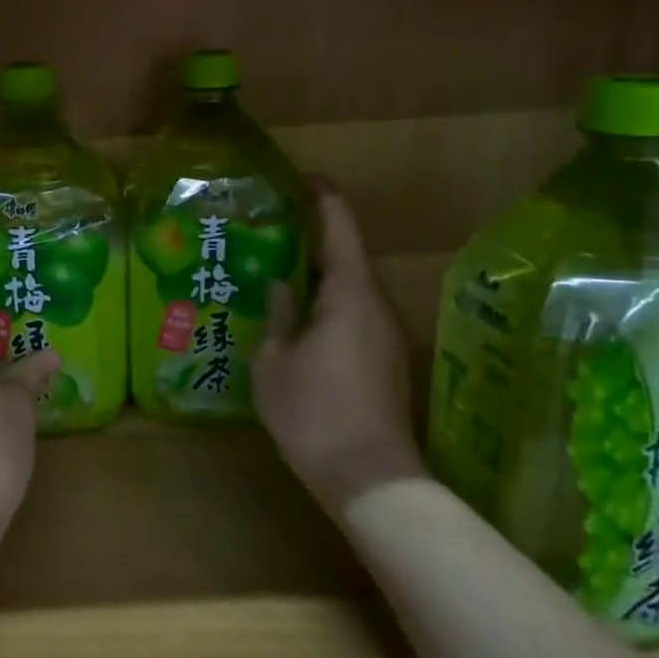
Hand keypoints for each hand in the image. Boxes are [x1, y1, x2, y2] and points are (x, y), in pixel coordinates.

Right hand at [255, 182, 422, 515]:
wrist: (370, 478)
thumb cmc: (313, 412)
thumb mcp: (274, 361)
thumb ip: (277, 314)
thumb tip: (279, 284)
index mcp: (350, 293)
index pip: (340, 228)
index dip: (323, 198)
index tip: (303, 178)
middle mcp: (376, 304)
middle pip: (347, 255)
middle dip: (314, 236)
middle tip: (272, 227)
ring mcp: (386, 334)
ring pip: (351, 286)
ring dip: (319, 272)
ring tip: (278, 269)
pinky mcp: (386, 359)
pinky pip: (355, 312)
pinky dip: (328, 301)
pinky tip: (299, 315)